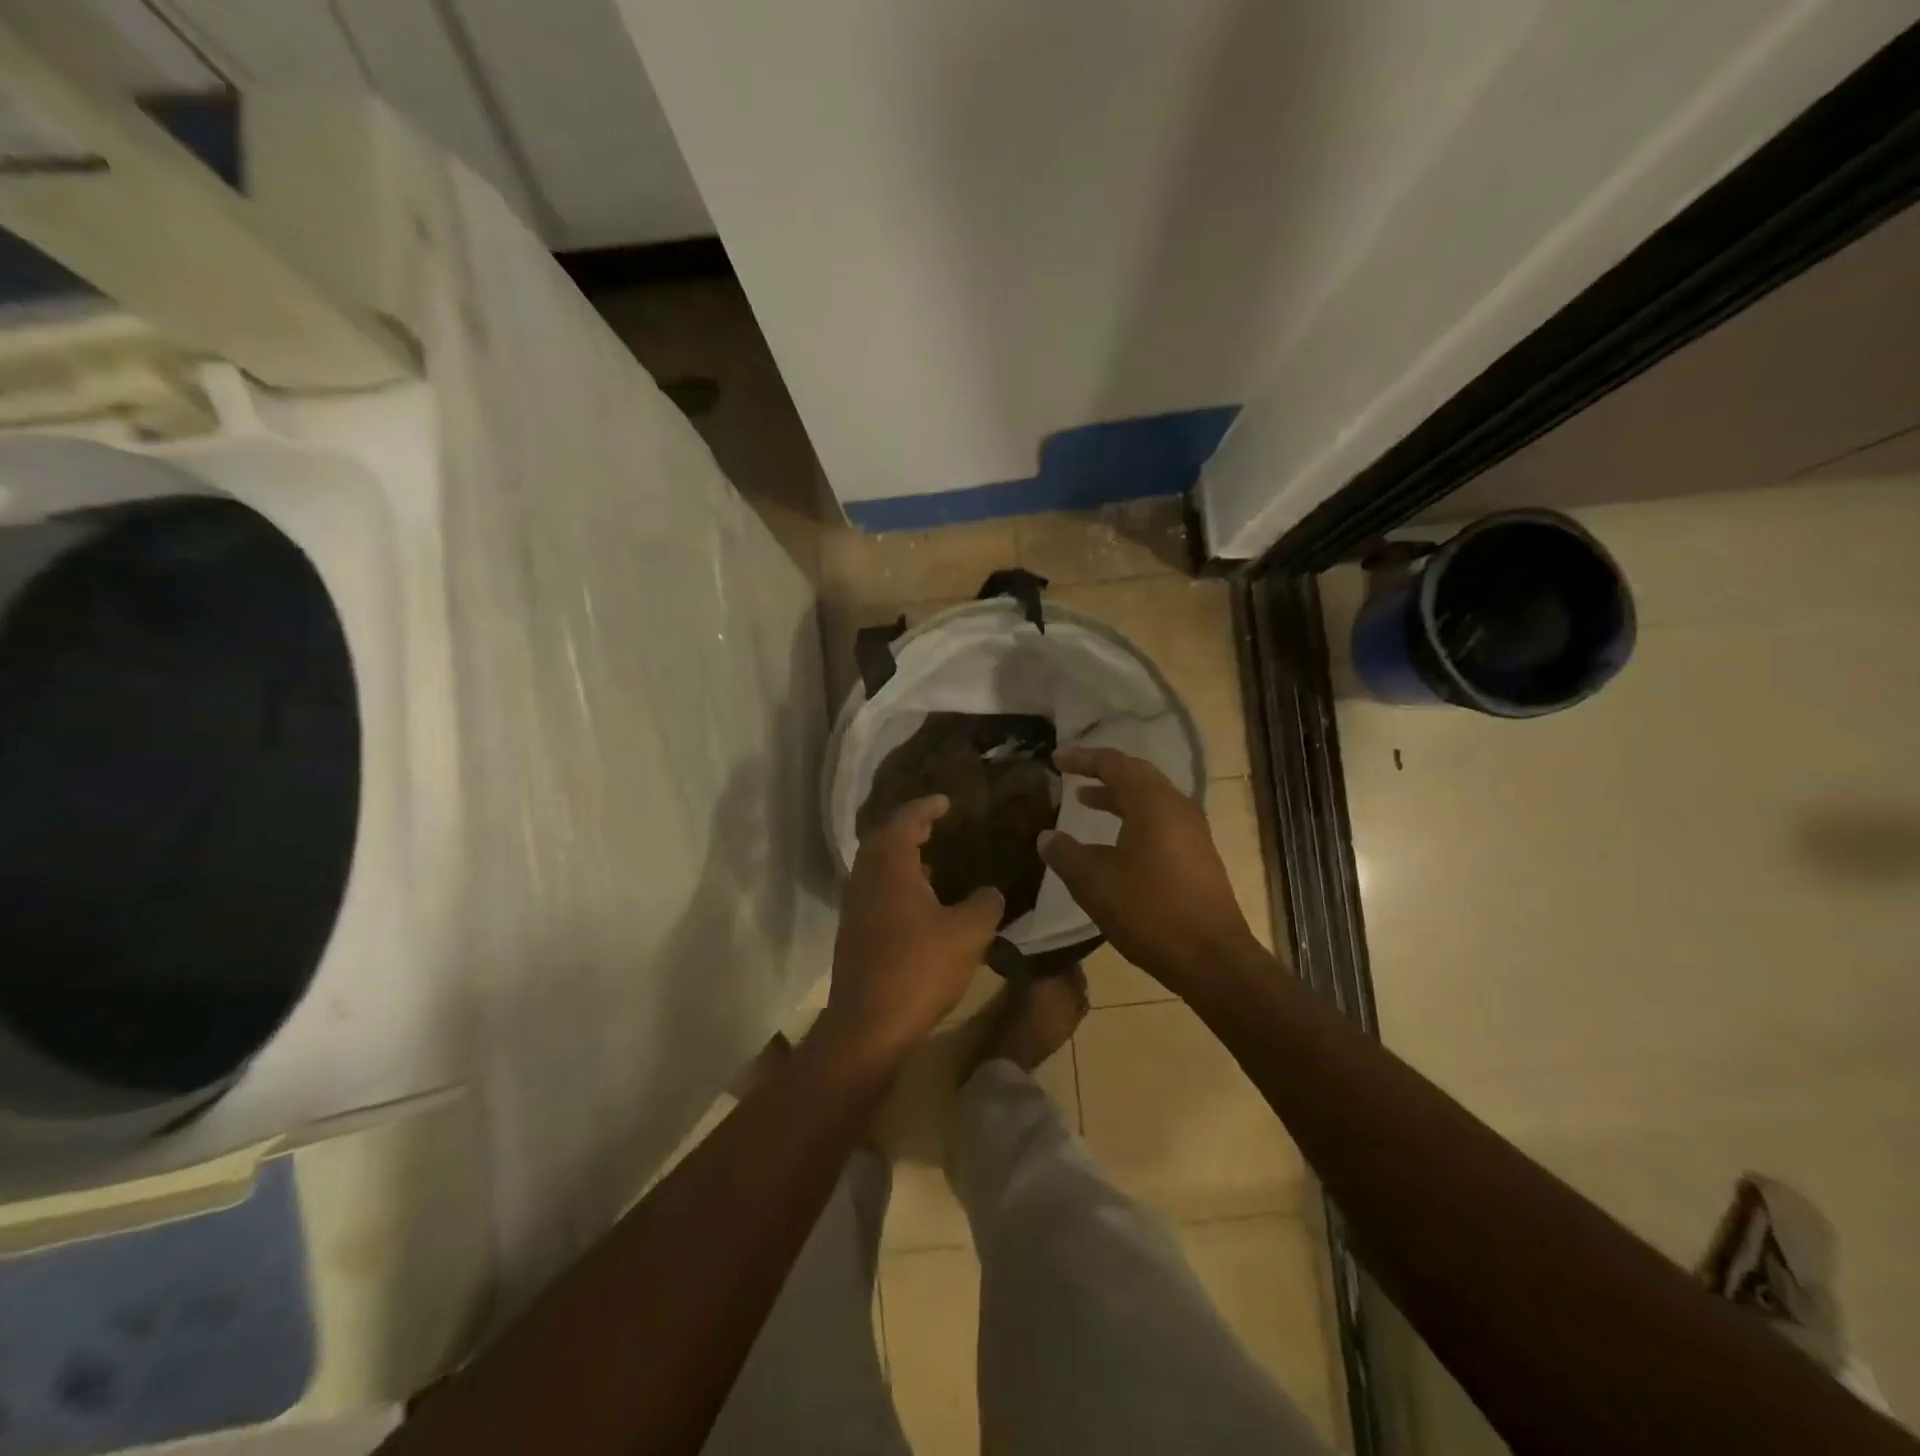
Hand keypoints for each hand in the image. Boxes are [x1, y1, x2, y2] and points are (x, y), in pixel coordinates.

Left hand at [825, 795, 1003, 1058]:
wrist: (868, 1024)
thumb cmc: (919, 968)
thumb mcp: (968, 933)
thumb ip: (985, 904)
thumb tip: (991, 892)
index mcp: (890, 866)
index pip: (904, 820)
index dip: (926, 807)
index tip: (945, 801)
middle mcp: (865, 878)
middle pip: (882, 838)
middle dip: (908, 827)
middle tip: (935, 824)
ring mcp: (854, 906)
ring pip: (875, 866)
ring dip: (900, 856)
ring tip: (932, 859)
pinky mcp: (853, 931)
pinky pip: (874, 889)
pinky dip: (895, 881)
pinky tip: (919, 900)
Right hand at [1040, 747, 1259, 990]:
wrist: (1212, 959)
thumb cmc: (1150, 912)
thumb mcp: (1095, 883)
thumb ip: (1066, 854)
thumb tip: (1046, 836)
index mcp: (1153, 803)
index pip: (1115, 764)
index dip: (1083, 759)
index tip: (1056, 760)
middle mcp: (1177, 807)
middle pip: (1137, 775)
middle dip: (1102, 772)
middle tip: (1072, 774)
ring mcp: (1192, 831)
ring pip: (1150, 799)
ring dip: (1117, 797)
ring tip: (1085, 802)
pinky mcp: (1197, 855)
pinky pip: (1160, 820)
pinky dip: (1132, 818)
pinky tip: (1114, 842)